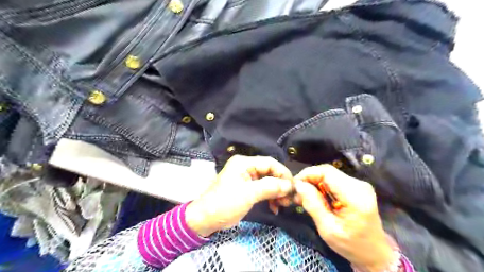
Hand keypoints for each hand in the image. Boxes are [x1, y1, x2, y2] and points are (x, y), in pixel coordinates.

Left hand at [185, 156, 289, 236]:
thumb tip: (289, 185)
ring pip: (268, 181)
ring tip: (282, 204)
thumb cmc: (225, 203)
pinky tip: (274, 207)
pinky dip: (270, 197)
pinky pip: (263, 189)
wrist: (205, 219)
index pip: (270, 162)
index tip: (293, 187)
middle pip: (270, 171)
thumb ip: (270, 187)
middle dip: (280, 185)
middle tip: (288, 199)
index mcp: (244, 163)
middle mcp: (246, 167)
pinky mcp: (246, 188)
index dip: (283, 173)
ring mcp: (246, 177)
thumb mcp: (248, 194)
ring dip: (276, 192)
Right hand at [293, 164, 394, 271]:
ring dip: (314, 183)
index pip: (327, 172)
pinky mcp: (356, 186)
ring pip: (329, 174)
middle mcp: (359, 185)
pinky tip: (316, 197)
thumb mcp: (328, 229)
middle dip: (309, 179)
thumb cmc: (351, 245)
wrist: (374, 252)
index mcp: (355, 196)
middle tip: (297, 194)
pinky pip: (333, 180)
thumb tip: (299, 185)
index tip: (295, 186)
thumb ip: (313, 205)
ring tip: (304, 197)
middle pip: (327, 171)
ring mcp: (359, 184)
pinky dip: (321, 186)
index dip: (307, 174)